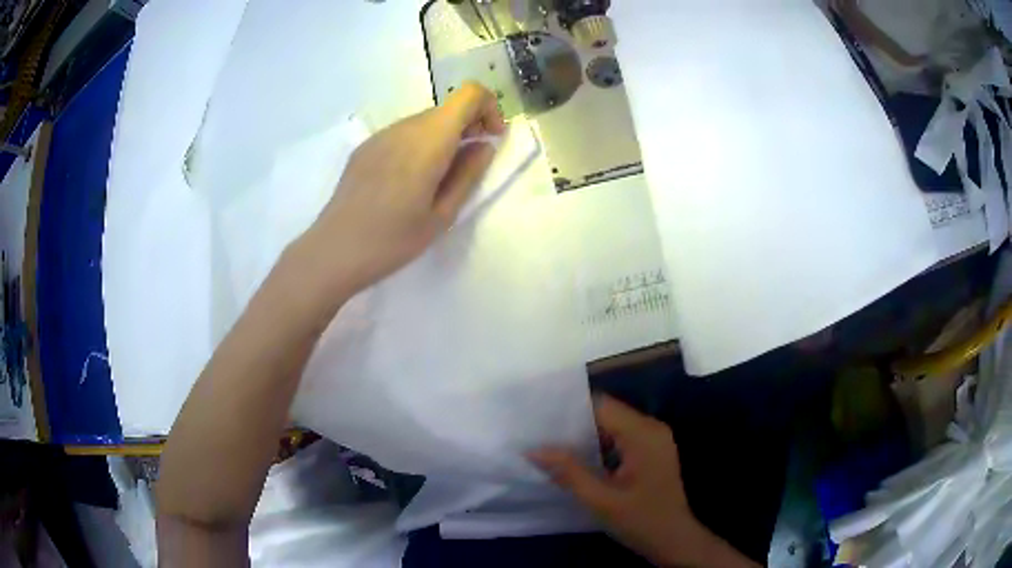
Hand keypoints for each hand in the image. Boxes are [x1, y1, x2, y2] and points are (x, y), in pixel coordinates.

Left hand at [300, 82, 504, 300]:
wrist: (334, 251)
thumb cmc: (393, 240)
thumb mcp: (442, 215)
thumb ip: (468, 173)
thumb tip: (484, 145)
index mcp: (429, 140)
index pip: (469, 94)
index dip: (489, 109)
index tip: (491, 139)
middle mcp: (404, 127)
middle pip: (447, 109)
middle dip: (468, 128)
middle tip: (467, 169)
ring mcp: (381, 136)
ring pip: (424, 122)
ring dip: (442, 139)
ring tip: (435, 182)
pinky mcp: (365, 148)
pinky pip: (402, 135)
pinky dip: (419, 146)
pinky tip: (406, 184)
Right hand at [530, 397, 756, 567]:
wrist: (673, 540)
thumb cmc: (640, 520)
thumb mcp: (600, 499)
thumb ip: (568, 472)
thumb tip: (533, 449)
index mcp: (643, 433)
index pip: (601, 405)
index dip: (569, 410)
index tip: (539, 418)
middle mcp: (651, 428)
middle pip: (607, 413)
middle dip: (574, 423)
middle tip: (540, 433)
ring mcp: (654, 439)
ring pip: (613, 425)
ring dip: (585, 435)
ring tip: (551, 444)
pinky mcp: (652, 451)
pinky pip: (621, 437)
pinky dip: (599, 445)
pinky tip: (578, 458)